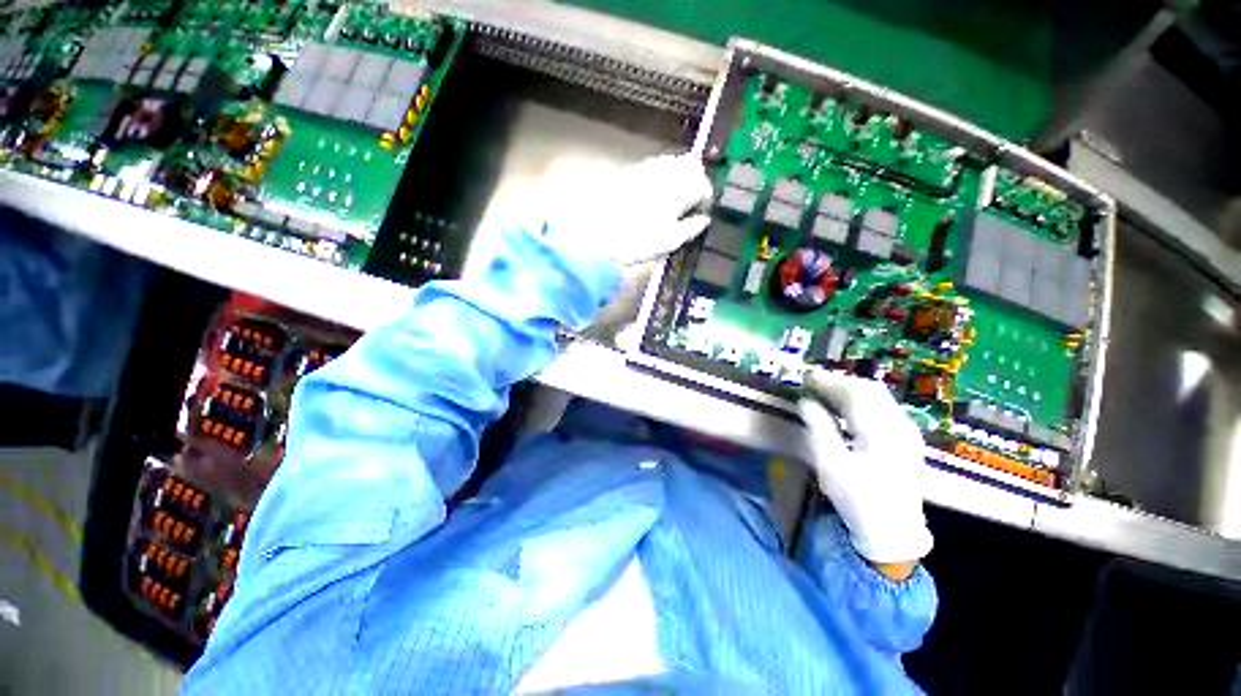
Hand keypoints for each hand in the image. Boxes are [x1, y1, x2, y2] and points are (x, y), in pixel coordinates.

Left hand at [543, 153, 713, 265]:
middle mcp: (669, 169)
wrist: (594, 231)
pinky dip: (660, 180)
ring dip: (678, 181)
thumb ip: (691, 228)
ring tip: (670, 205)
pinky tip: (651, 199)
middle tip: (687, 208)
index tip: (698, 218)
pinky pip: (655, 169)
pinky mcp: (631, 170)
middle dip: (694, 185)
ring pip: (673, 165)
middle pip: (692, 168)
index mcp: (684, 185)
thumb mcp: (670, 241)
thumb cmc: (637, 239)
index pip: (705, 187)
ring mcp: (648, 166)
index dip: (704, 203)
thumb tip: (704, 220)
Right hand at [798, 369, 932, 566]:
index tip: (806, 376)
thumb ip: (819, 428)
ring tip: (825, 391)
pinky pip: (884, 406)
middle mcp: (898, 425)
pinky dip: (862, 399)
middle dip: (840, 381)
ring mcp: (906, 431)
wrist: (894, 530)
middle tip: (813, 382)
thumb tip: (806, 401)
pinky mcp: (906, 438)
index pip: (854, 393)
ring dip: (850, 389)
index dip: (829, 381)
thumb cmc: (857, 498)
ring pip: (879, 396)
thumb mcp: (830, 465)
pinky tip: (846, 407)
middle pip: (870, 389)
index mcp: (880, 432)